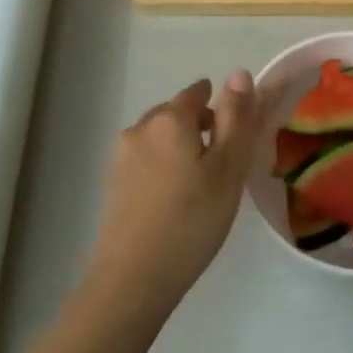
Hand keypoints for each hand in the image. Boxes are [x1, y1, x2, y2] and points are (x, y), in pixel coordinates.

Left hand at [86, 72, 257, 320]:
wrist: (133, 279)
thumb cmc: (191, 220)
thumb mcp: (227, 168)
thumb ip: (236, 118)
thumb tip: (239, 73)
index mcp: (169, 119)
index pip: (197, 92)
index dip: (219, 107)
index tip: (234, 133)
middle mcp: (140, 128)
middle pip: (175, 114)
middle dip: (198, 126)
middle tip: (222, 162)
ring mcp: (121, 157)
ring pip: (158, 138)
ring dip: (179, 148)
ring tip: (199, 184)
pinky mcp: (112, 184)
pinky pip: (146, 161)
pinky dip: (163, 168)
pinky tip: (174, 199)